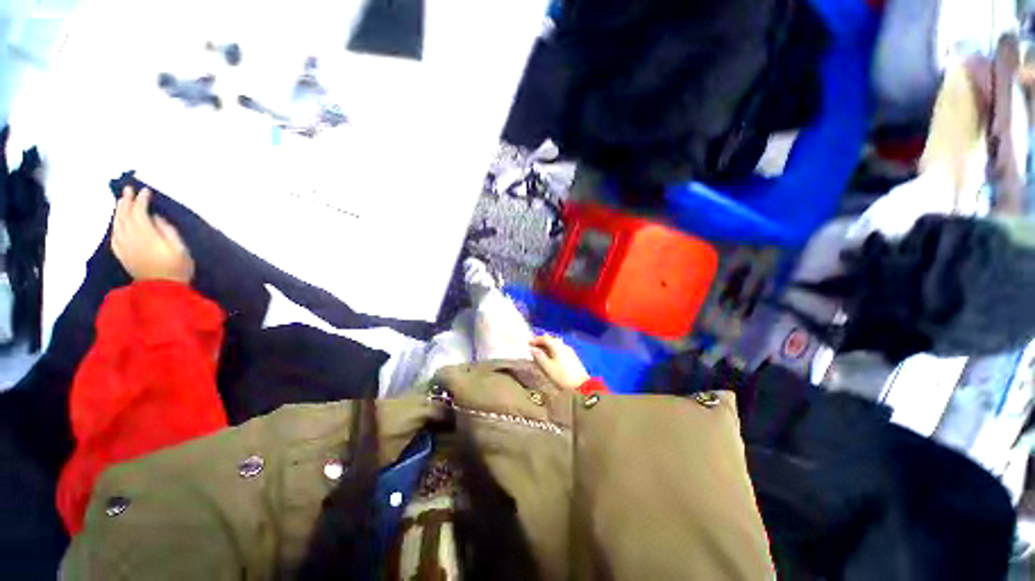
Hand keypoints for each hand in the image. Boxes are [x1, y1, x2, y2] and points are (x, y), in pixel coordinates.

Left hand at [112, 187, 194, 283]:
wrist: (163, 291)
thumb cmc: (177, 268)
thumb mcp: (181, 248)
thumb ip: (168, 230)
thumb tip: (156, 217)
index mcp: (146, 235)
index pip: (140, 212)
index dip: (142, 200)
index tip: (146, 191)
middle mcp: (130, 238)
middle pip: (125, 216)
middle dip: (127, 201)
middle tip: (129, 189)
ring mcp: (124, 247)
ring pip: (117, 224)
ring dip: (119, 211)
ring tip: (122, 201)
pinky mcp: (121, 254)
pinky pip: (114, 235)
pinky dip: (115, 225)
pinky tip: (117, 222)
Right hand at [530, 335, 589, 390]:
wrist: (581, 386)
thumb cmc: (562, 376)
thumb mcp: (547, 367)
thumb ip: (539, 356)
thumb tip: (532, 348)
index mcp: (557, 346)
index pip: (545, 338)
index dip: (536, 339)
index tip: (528, 343)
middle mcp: (564, 345)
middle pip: (552, 340)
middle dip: (542, 342)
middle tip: (533, 346)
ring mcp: (570, 351)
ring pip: (556, 344)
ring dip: (548, 346)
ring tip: (541, 352)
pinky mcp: (573, 357)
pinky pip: (560, 349)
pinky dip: (553, 350)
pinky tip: (551, 357)